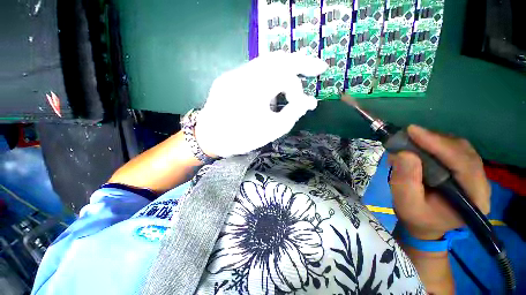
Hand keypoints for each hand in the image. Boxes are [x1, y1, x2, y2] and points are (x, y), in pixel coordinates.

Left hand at [195, 52, 327, 157]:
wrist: (209, 139)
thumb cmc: (241, 138)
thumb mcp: (272, 130)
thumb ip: (293, 114)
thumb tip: (310, 102)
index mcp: (254, 87)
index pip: (285, 76)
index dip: (298, 89)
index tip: (302, 105)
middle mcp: (243, 73)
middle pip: (278, 58)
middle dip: (301, 62)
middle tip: (318, 67)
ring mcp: (234, 73)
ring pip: (266, 62)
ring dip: (285, 69)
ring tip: (296, 80)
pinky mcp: (229, 78)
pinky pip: (255, 70)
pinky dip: (270, 76)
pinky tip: (274, 89)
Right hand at [389, 125, 490, 239]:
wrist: (425, 224)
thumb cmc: (417, 217)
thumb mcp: (406, 203)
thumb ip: (405, 181)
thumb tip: (403, 153)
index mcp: (474, 199)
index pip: (464, 164)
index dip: (439, 145)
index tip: (412, 131)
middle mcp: (480, 183)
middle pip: (463, 152)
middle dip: (435, 140)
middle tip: (408, 134)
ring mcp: (474, 175)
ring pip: (459, 147)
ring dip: (434, 140)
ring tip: (411, 139)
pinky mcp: (464, 169)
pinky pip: (454, 149)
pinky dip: (435, 143)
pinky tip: (420, 145)